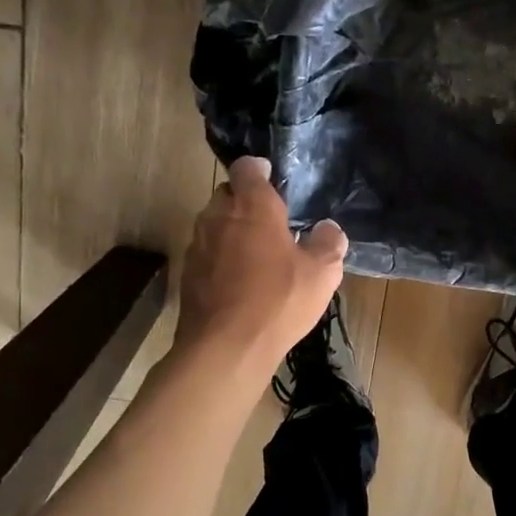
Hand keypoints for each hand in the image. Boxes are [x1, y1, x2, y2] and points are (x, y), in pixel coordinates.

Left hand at [177, 157, 347, 370]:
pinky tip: (238, 283)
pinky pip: (207, 254)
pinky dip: (220, 260)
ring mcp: (197, 245)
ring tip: (256, 255)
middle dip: (245, 202)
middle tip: (270, 223)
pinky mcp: (187, 274)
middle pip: (228, 195)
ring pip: (214, 224)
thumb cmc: (278, 301)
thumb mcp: (322, 274)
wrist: (225, 347)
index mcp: (252, 206)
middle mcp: (218, 216)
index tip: (272, 179)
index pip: (248, 168)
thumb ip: (329, 244)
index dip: (259, 170)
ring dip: (231, 232)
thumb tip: (329, 229)